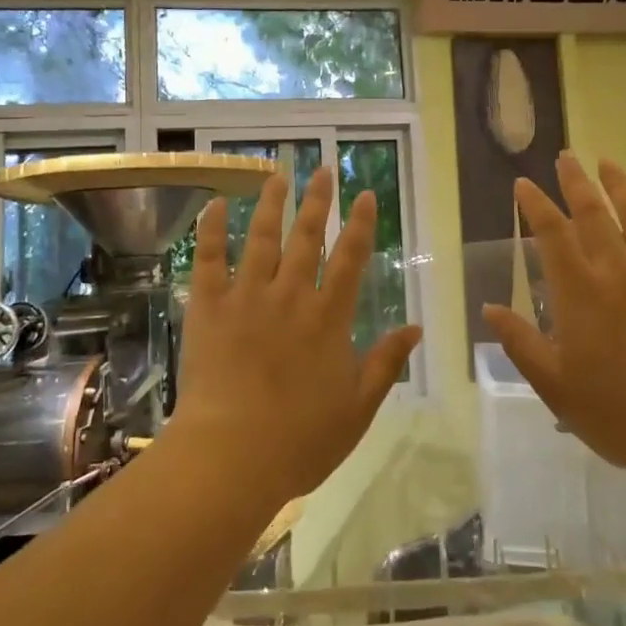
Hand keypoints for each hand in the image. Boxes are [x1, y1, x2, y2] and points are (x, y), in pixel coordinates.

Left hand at [170, 166, 422, 504]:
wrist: (231, 456)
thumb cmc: (300, 439)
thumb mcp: (358, 407)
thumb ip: (386, 363)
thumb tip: (417, 327)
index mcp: (328, 318)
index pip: (351, 258)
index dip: (360, 224)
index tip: (366, 195)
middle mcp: (291, 296)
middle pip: (308, 238)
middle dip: (318, 201)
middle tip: (322, 169)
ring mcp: (247, 298)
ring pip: (262, 238)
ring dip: (272, 204)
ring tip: (278, 175)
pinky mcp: (209, 308)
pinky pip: (209, 260)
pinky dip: (212, 230)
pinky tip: (216, 204)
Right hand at [483, 155, 625, 482]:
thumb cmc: (618, 413)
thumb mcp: (555, 386)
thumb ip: (520, 343)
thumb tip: (489, 310)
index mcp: (580, 293)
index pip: (552, 235)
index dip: (535, 205)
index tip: (524, 183)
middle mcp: (618, 272)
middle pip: (593, 214)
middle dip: (576, 182)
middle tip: (566, 157)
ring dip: (621, 186)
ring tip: (608, 163)